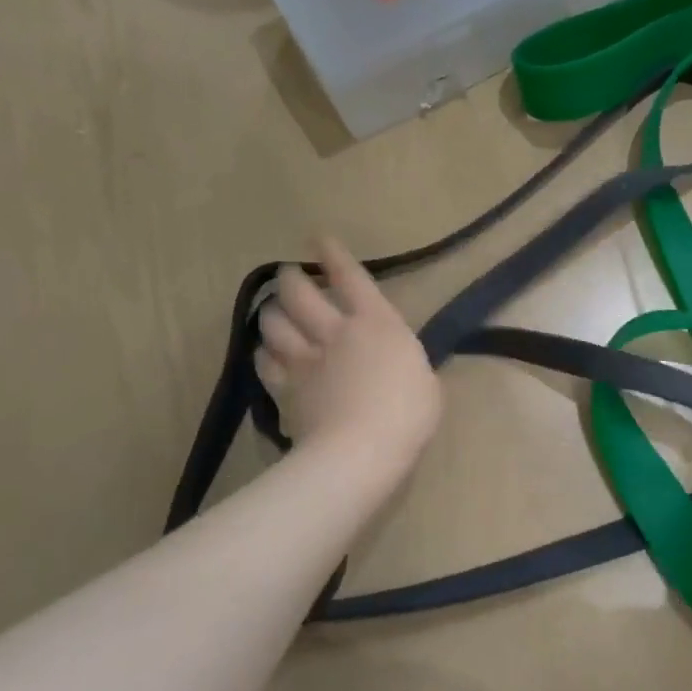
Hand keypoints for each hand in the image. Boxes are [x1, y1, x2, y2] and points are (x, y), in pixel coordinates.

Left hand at [254, 237, 440, 479]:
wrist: (361, 451)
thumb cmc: (408, 415)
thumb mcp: (426, 383)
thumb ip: (406, 365)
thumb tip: (395, 364)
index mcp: (378, 324)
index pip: (351, 278)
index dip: (334, 256)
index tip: (320, 239)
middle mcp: (336, 332)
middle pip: (300, 293)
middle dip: (292, 278)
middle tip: (290, 275)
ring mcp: (305, 360)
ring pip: (274, 323)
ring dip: (272, 313)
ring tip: (275, 313)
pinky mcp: (285, 390)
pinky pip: (265, 363)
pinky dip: (265, 354)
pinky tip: (267, 355)